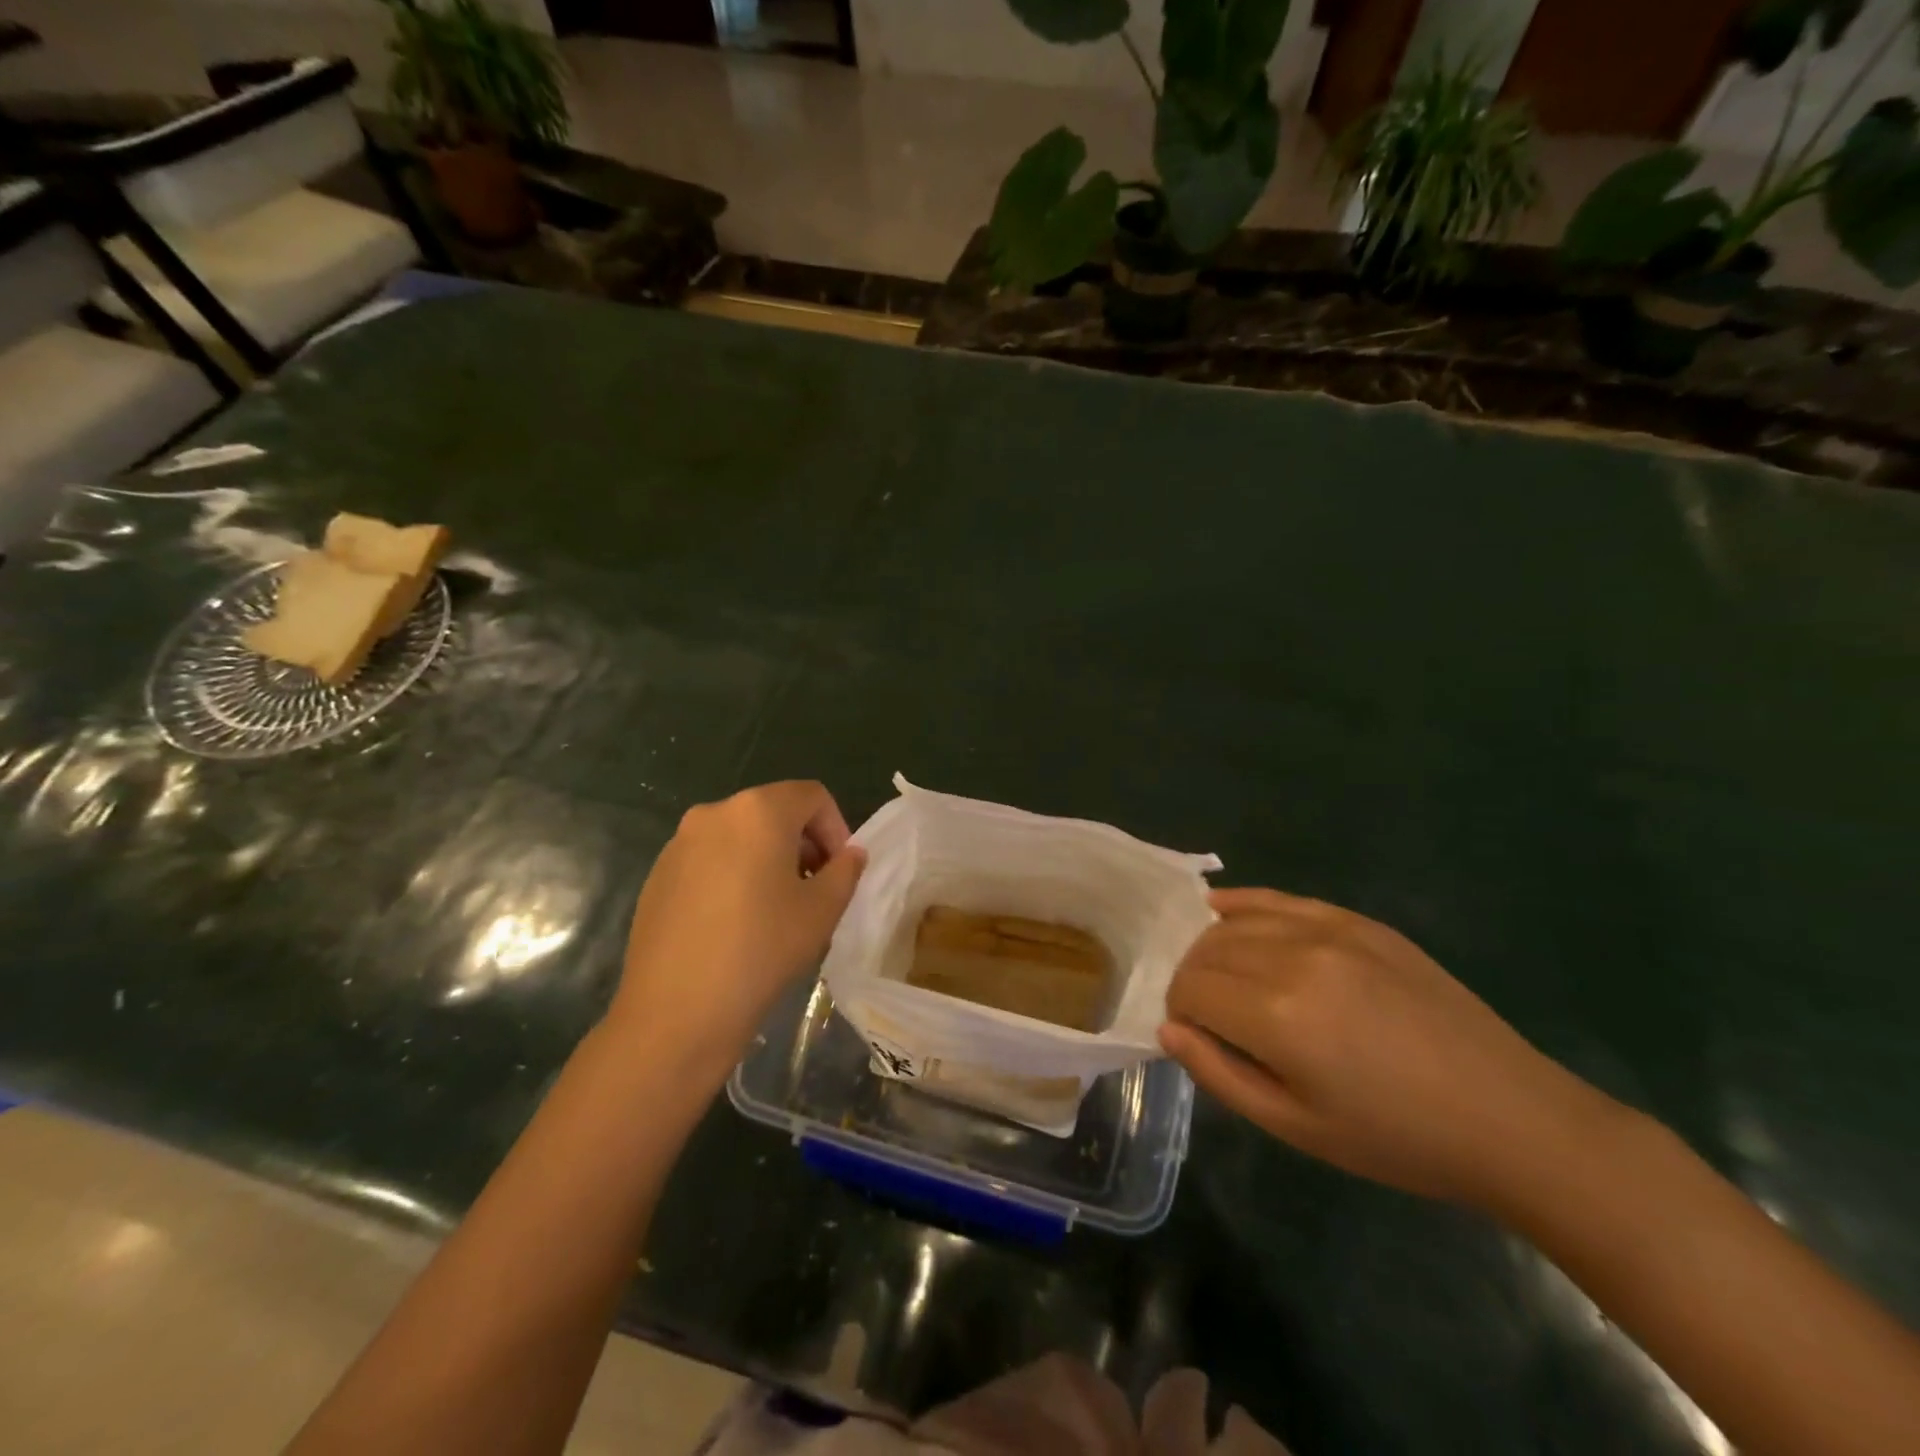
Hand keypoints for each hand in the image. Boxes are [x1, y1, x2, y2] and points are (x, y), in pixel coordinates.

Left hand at [610, 781, 865, 1078]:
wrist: (676, 1010)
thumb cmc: (762, 949)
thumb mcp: (822, 910)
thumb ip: (845, 870)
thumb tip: (849, 854)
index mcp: (758, 811)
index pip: (812, 796)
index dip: (836, 827)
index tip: (840, 871)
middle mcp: (714, 813)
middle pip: (774, 811)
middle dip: (803, 843)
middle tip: (814, 889)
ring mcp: (679, 843)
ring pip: (740, 835)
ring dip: (768, 859)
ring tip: (775, 908)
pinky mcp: (657, 874)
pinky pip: (709, 859)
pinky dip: (733, 874)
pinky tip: (735, 923)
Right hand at [1159, 888, 1609, 1210]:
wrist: (1508, 1118)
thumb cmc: (1396, 1139)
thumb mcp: (1296, 1127)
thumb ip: (1219, 1073)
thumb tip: (1167, 1027)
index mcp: (1277, 1017)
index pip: (1189, 989)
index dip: (1179, 1010)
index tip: (1196, 1034)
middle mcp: (1294, 958)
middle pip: (1207, 950)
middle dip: (1192, 977)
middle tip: (1209, 1013)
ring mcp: (1329, 931)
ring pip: (1236, 922)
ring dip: (1213, 945)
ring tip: (1224, 977)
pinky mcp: (1358, 921)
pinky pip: (1280, 899)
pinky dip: (1243, 903)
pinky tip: (1223, 908)